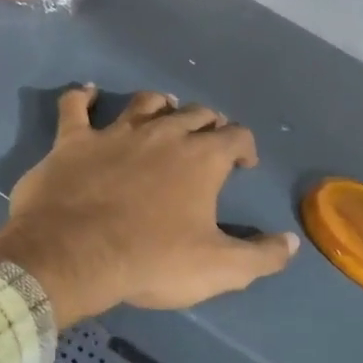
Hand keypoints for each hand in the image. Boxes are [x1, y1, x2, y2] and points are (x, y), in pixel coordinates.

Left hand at [0, 86, 297, 327]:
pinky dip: (81, 97)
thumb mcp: (219, 269)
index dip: (245, 147)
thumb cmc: (151, 261)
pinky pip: (74, 107)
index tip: (244, 164)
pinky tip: (86, 93)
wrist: (74, 256)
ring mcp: (115, 133)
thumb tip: (290, 243)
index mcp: (201, 158)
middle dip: (207, 124)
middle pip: (194, 114)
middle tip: (207, 139)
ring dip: (159, 105)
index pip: (236, 137)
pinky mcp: (72, 141)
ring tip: (164, 110)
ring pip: (144, 103)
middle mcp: (162, 134)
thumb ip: (261, 256)